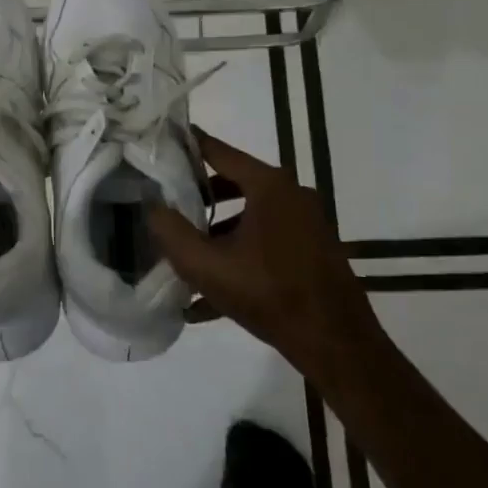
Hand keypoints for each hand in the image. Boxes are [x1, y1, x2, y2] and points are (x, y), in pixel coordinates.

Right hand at [149, 128, 378, 372]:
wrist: (336, 344)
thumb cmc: (269, 294)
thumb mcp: (207, 265)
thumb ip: (172, 232)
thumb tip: (151, 205)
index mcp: (269, 185)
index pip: (218, 151)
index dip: (186, 146)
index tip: (159, 143)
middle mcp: (291, 195)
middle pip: (233, 183)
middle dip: (198, 197)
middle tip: (166, 205)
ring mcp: (306, 223)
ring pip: (249, 217)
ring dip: (217, 233)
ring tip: (186, 256)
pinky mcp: (313, 250)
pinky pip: (266, 242)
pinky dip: (240, 256)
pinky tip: (210, 296)